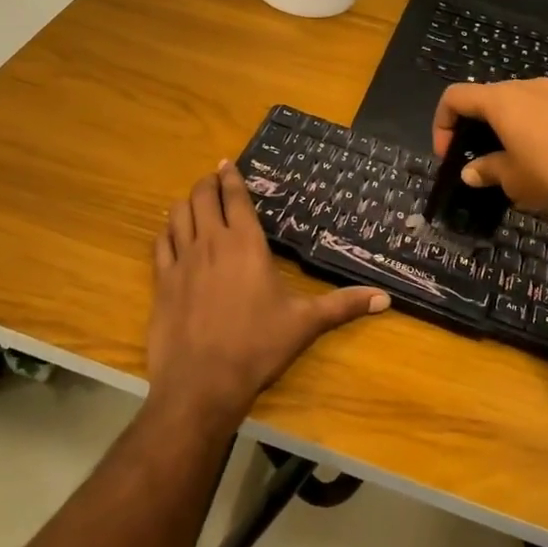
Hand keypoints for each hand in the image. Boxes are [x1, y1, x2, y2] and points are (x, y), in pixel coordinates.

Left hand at [146, 163, 388, 430]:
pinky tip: (172, 235)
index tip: (228, 163)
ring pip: (177, 214)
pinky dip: (167, 232)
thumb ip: (343, 306)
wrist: (202, 383)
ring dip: (187, 202)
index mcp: (245, 243)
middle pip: (202, 197)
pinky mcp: (162, 281)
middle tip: (214, 180)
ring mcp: (182, 260)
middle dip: (208, 183)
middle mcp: (211, 242)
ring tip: (195, 203)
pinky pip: (160, 243)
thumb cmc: (258, 347)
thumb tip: (386, 298)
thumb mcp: (305, 324)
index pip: (235, 197)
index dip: (231, 177)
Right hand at [432, 78, 547, 209]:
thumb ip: (487, 170)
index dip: (442, 124)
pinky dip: (533, 132)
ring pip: (518, 106)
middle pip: (487, 99)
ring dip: (507, 131)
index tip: (449, 156)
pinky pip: (544, 114)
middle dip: (476, 128)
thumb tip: (471, 172)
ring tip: (514, 164)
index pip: (455, 97)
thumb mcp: (512, 178)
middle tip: (479, 161)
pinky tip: (546, 162)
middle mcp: (525, 86)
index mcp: (500, 99)